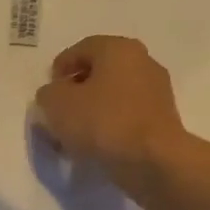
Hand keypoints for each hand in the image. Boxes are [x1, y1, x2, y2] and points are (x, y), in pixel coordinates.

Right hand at [31, 35, 186, 190]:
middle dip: (76, 92)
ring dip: (92, 112)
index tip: (47, 93)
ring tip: (74, 136)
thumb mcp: (58, 105)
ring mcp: (156, 92)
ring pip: (113, 97)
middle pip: (100, 72)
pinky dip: (109, 126)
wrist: (153, 160)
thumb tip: (53, 94)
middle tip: (58, 113)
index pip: (81, 49)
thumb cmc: (103, 122)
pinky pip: (127, 117)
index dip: (60, 69)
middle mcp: (142, 62)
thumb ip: (48, 94)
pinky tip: (95, 146)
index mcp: (118, 48)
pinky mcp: (161, 121)